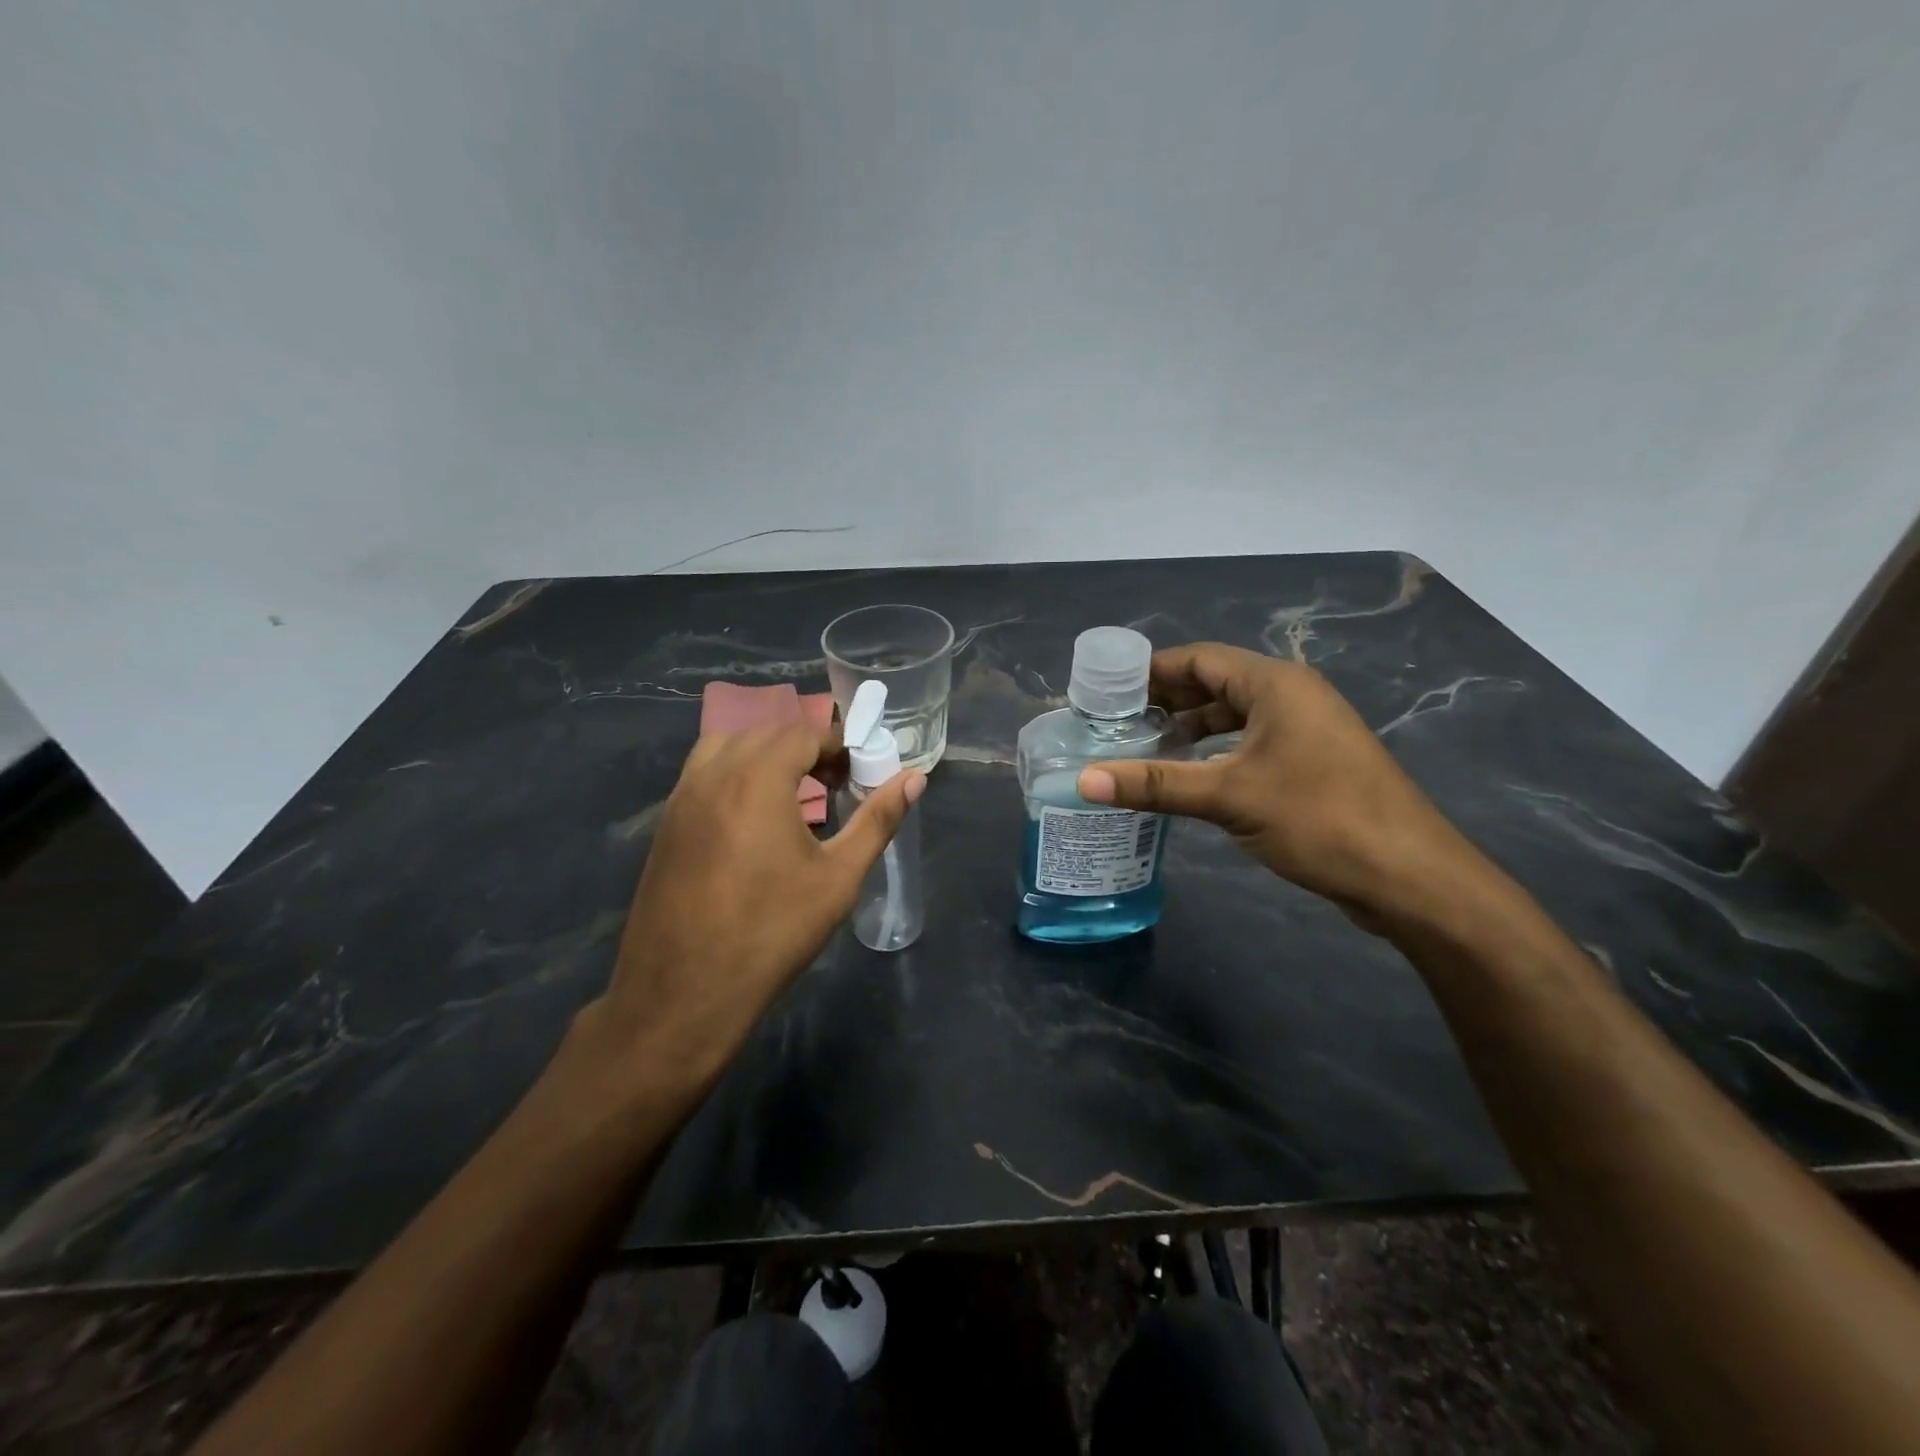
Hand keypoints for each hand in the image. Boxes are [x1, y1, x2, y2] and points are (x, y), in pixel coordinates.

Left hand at [589, 723, 923, 1095]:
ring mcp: (681, 797)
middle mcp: (713, 774)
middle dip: (806, 747)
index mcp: (757, 778)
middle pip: (766, 733)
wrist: (683, 994)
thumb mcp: (838, 877)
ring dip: (766, 755)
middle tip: (836, 783)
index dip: (838, 745)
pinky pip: (704, 773)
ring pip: (728, 745)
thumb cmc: (771, 933)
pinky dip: (735, 773)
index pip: (803, 733)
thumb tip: (915, 779)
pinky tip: (754, 817)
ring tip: (794, 793)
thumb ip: (877, 820)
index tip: (859, 772)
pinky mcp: (666, 823)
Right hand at [1076, 643, 1483, 925]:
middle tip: (1116, 721)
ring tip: (1143, 747)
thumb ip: (1154, 784)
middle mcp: (1291, 695)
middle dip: (1167, 699)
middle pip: (1216, 683)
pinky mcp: (1313, 761)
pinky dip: (1216, 749)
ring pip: (1234, 714)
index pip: (1200, 658)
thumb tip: (1082, 781)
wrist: (1410, 876)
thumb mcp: (1228, 797)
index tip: (1107, 692)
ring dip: (1191, 726)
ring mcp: (1307, 729)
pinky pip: (1252, 740)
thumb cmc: (1318, 818)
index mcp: (1275, 684)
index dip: (1151, 671)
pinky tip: (1190, 775)